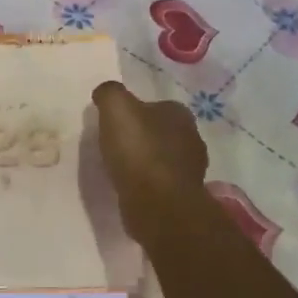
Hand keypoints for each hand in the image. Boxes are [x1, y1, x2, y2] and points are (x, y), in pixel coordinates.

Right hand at [91, 82, 207, 212]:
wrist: (158, 205)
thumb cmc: (139, 150)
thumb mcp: (116, 108)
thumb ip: (110, 93)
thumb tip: (105, 92)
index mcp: (180, 114)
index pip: (156, 105)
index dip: (136, 112)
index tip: (115, 123)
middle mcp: (192, 139)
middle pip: (161, 132)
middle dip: (142, 137)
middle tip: (116, 145)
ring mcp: (191, 170)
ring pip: (163, 159)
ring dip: (145, 162)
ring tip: (119, 168)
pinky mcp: (184, 197)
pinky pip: (161, 183)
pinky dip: (148, 184)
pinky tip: (130, 188)